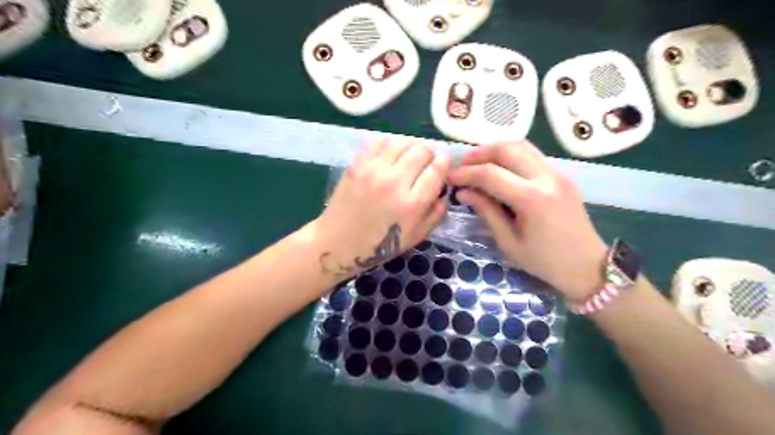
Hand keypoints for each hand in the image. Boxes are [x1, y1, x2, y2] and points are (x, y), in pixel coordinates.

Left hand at [312, 140, 448, 280]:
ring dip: (410, 146)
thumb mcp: (416, 236)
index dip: (444, 162)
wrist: (338, 242)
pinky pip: (379, 143)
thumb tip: (443, 190)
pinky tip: (390, 156)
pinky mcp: (357, 165)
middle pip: (421, 150)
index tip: (443, 161)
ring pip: (401, 142)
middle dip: (429, 153)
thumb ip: (436, 213)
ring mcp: (373, 171)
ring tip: (408, 156)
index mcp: (412, 204)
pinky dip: (390, 145)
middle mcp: (394, 182)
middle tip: (425, 161)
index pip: (436, 169)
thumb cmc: (379, 245)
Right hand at [450, 142, 611, 299]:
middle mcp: (547, 178)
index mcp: (532, 199)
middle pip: (507, 148)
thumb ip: (486, 211)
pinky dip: (511, 155)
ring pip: (522, 145)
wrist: (587, 267)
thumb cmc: (545, 262)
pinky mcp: (562, 175)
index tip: (450, 178)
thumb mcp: (509, 242)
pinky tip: (499, 169)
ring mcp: (558, 173)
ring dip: (495, 150)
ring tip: (477, 163)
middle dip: (479, 153)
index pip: (490, 174)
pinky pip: (532, 155)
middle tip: (462, 165)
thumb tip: (463, 193)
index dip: (466, 173)